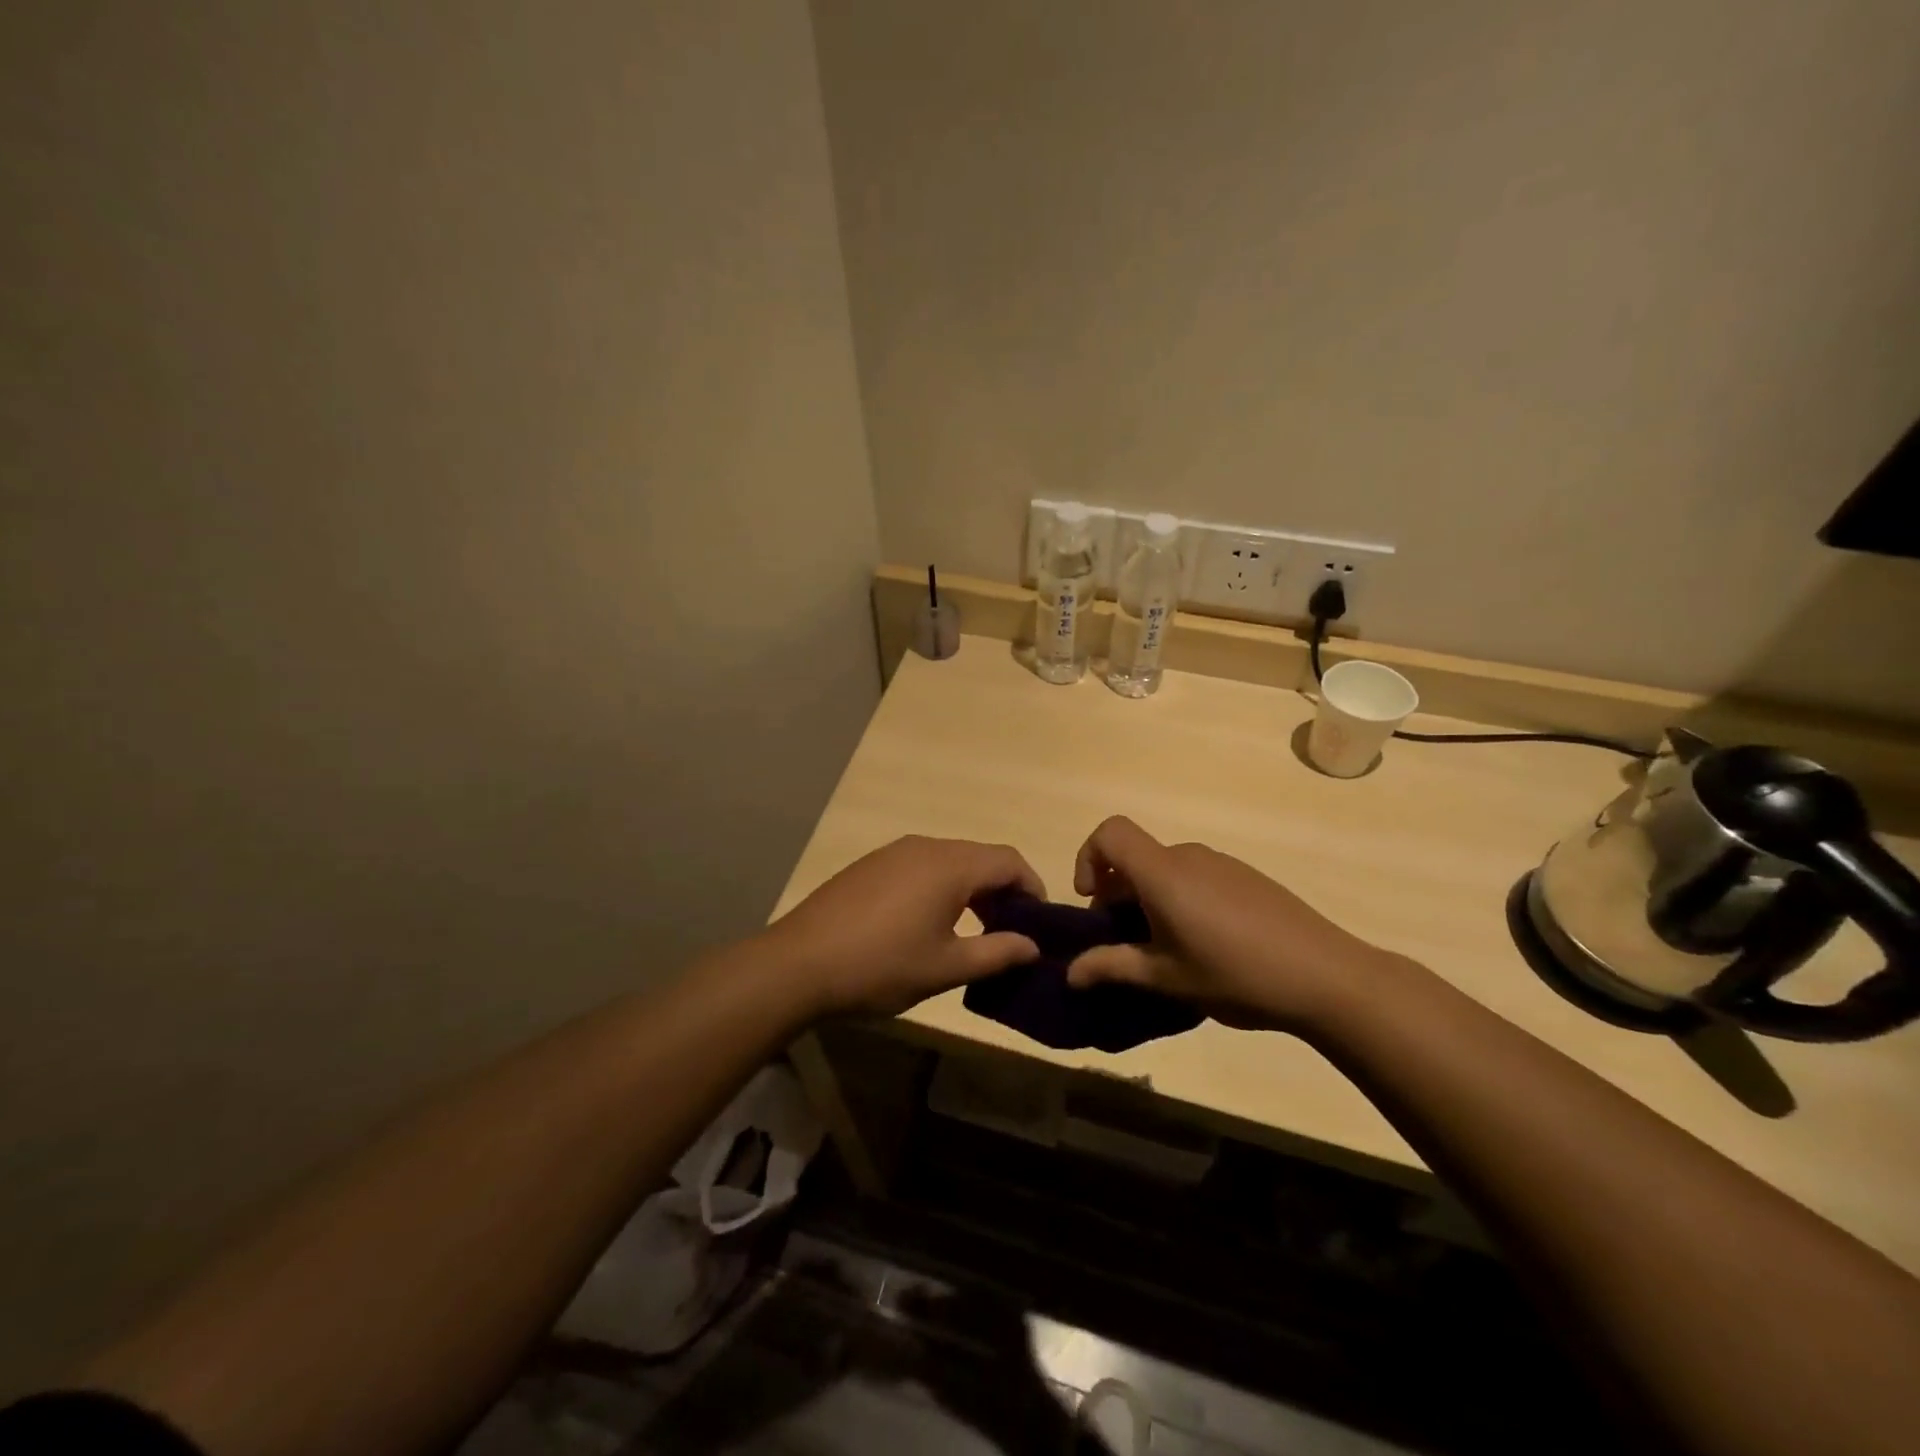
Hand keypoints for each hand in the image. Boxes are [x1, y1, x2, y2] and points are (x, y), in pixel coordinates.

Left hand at [765, 836, 1045, 1016]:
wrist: (798, 963)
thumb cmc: (880, 966)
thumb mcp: (945, 968)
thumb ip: (996, 953)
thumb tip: (1032, 945)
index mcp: (950, 866)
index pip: (1009, 861)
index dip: (1033, 887)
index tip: (1038, 923)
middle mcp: (925, 847)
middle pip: (981, 857)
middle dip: (1003, 890)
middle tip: (1009, 932)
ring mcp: (894, 852)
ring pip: (951, 861)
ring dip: (972, 889)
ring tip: (973, 931)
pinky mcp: (871, 865)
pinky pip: (922, 866)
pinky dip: (942, 887)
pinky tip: (929, 923)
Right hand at [1066, 816, 1390, 1030]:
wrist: (1327, 976)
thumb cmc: (1235, 974)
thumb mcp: (1166, 978)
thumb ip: (1112, 967)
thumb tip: (1071, 972)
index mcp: (1163, 872)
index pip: (1110, 832)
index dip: (1088, 857)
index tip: (1093, 901)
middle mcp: (1189, 856)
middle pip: (1136, 856)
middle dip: (1117, 892)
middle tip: (1126, 942)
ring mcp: (1222, 864)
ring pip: (1166, 869)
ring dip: (1150, 899)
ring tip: (1167, 950)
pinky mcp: (1247, 877)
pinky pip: (1196, 876)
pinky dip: (1181, 899)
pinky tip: (1206, 944)